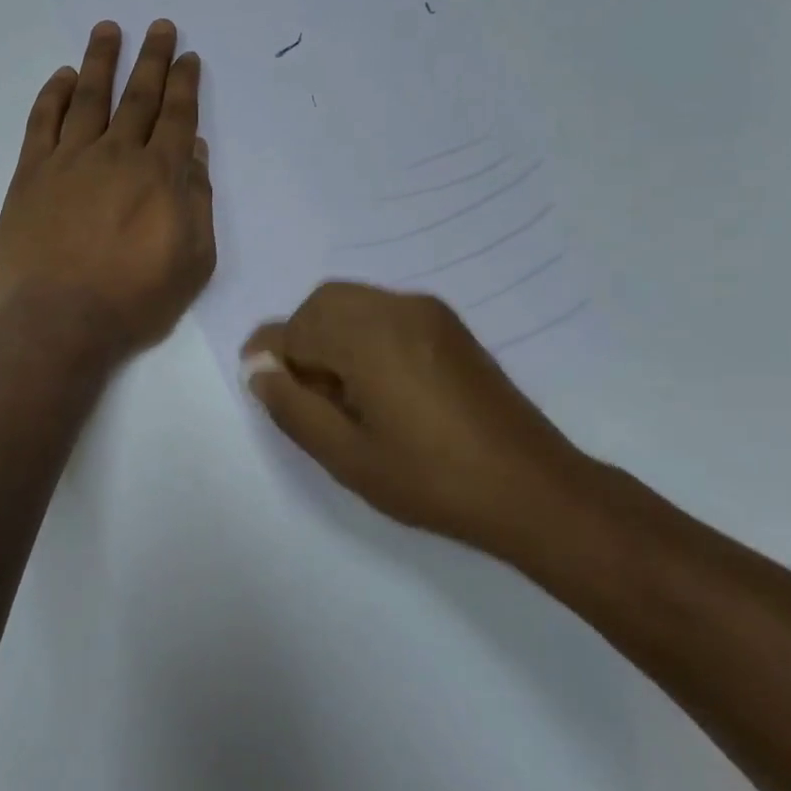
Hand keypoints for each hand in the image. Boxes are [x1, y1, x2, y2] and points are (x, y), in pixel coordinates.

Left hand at [0, 20, 215, 355]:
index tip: (187, 56)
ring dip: (101, 61)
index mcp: (160, 175)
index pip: (177, 116)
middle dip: (151, 58)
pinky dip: (54, 95)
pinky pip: (43, 122)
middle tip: (159, 26)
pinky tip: (63, 77)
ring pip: (88, 97)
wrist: (60, 320)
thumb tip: (195, 155)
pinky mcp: (32, 174)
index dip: (184, 84)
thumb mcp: (192, 260)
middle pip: (137, 96)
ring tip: (108, 29)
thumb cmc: (134, 299)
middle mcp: (116, 154)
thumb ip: (197, 203)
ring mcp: (69, 160)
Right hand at [241, 283, 595, 549]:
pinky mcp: (449, 326)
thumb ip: (292, 407)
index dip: (271, 356)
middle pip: (324, 303)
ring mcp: (428, 313)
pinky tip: (375, 384)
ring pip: (354, 304)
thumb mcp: (346, 456)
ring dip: (331, 335)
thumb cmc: (430, 479)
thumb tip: (259, 370)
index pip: (296, 327)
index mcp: (368, 336)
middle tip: (303, 393)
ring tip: (339, 393)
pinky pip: (385, 313)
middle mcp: (397, 308)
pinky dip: (362, 334)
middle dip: (301, 339)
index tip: (265, 388)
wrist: (530, 487)